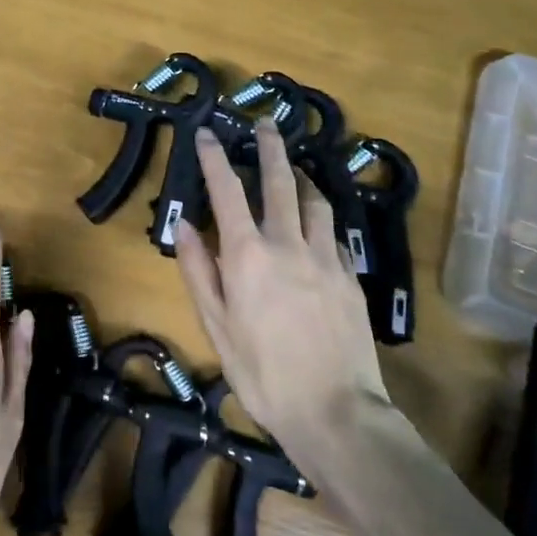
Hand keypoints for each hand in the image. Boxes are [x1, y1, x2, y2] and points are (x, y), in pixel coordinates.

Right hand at [173, 122, 389, 476]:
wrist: (336, 411)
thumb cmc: (263, 373)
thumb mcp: (217, 326)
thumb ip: (199, 271)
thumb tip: (186, 226)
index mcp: (248, 255)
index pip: (227, 191)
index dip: (214, 158)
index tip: (206, 133)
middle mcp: (288, 243)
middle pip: (280, 181)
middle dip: (270, 147)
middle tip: (265, 123)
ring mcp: (325, 257)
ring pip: (315, 201)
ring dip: (301, 177)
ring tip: (294, 168)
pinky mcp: (350, 276)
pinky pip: (335, 232)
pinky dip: (321, 217)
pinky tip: (318, 222)